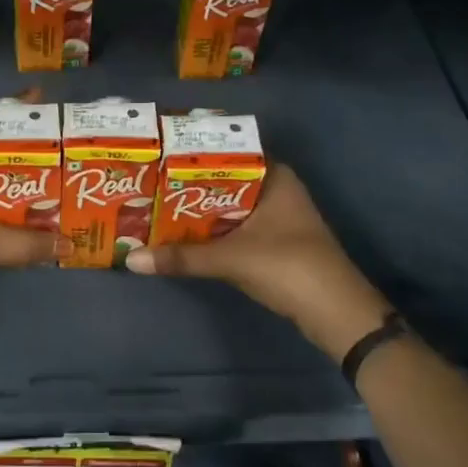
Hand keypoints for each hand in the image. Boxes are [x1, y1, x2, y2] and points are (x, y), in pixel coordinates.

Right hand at [126, 165, 389, 358]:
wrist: (336, 313)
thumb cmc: (288, 267)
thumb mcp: (230, 259)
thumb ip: (181, 257)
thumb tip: (131, 259)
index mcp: (274, 176)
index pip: (227, 153)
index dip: (193, 155)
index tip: (158, 155)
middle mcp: (277, 189)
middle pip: (224, 180)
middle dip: (189, 185)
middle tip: (148, 182)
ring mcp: (278, 217)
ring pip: (228, 205)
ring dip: (199, 210)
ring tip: (156, 206)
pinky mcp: (275, 242)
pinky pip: (235, 226)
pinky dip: (212, 230)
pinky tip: (182, 235)